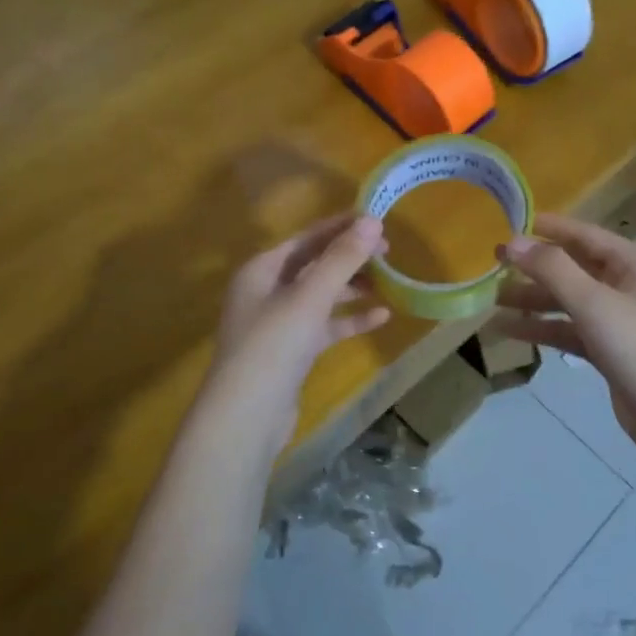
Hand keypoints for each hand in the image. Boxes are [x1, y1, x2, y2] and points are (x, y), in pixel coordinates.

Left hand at [192, 215, 391, 460]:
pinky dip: (349, 320)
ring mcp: (279, 323)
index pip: (306, 239)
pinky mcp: (292, 351)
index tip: (377, 219)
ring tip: (388, 282)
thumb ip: (341, 259)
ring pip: (321, 296)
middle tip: (388, 252)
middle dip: (350, 257)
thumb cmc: (273, 345)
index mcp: (261, 270)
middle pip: (314, 265)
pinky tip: (381, 317)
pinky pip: (325, 326)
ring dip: (352, 288)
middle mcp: (266, 291)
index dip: (340, 227)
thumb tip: (371, 222)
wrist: (247, 416)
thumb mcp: (309, 297)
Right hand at [492, 213, 635, 453]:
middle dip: (535, 267)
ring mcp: (617, 320)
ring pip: (568, 301)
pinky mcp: (607, 349)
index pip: (585, 235)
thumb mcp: (593, 302)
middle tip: (494, 264)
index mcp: (632, 264)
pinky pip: (569, 330)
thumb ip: (552, 269)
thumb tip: (513, 242)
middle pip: (573, 268)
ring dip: (534, 300)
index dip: (550, 228)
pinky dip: (542, 328)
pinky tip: (510, 330)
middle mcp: (626, 286)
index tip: (513, 223)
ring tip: (493, 300)